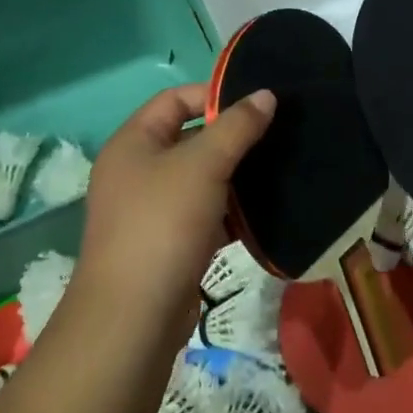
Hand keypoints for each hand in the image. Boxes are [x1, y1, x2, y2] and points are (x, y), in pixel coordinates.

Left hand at [76, 82, 274, 335]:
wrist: (133, 318)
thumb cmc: (163, 224)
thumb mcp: (203, 165)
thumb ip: (237, 127)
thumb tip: (266, 94)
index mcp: (133, 142)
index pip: (175, 99)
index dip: (215, 95)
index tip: (258, 104)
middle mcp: (137, 171)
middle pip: (190, 138)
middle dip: (232, 137)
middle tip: (277, 135)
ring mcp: (151, 210)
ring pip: (201, 179)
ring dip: (236, 175)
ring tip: (279, 168)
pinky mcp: (169, 244)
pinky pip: (205, 214)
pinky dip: (232, 212)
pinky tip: (266, 212)